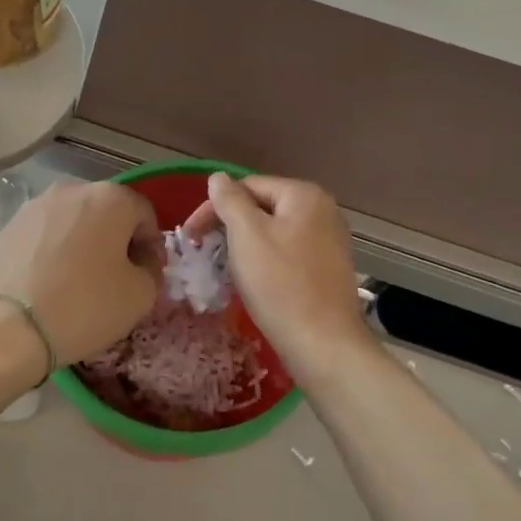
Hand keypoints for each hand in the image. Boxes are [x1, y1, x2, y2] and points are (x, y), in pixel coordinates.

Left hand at [0, 182, 162, 367]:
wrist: (7, 327)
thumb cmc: (85, 306)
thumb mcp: (141, 295)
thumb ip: (152, 270)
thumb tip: (141, 261)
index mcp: (112, 198)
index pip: (145, 215)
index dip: (152, 246)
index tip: (147, 274)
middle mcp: (73, 189)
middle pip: (108, 212)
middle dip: (117, 240)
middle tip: (116, 277)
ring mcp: (36, 205)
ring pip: (74, 221)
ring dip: (85, 243)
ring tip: (80, 280)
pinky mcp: (9, 225)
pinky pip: (46, 234)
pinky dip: (55, 251)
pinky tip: (51, 282)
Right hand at [183, 173, 372, 378]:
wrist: (322, 343)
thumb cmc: (280, 285)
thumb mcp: (247, 235)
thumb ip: (230, 200)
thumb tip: (218, 177)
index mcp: (304, 195)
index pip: (247, 186)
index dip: (214, 208)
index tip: (190, 237)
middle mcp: (323, 210)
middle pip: (262, 208)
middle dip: (229, 227)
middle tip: (204, 254)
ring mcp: (329, 241)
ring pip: (274, 233)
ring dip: (245, 247)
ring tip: (224, 270)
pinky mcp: (328, 268)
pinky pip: (288, 254)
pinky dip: (265, 262)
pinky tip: (254, 282)